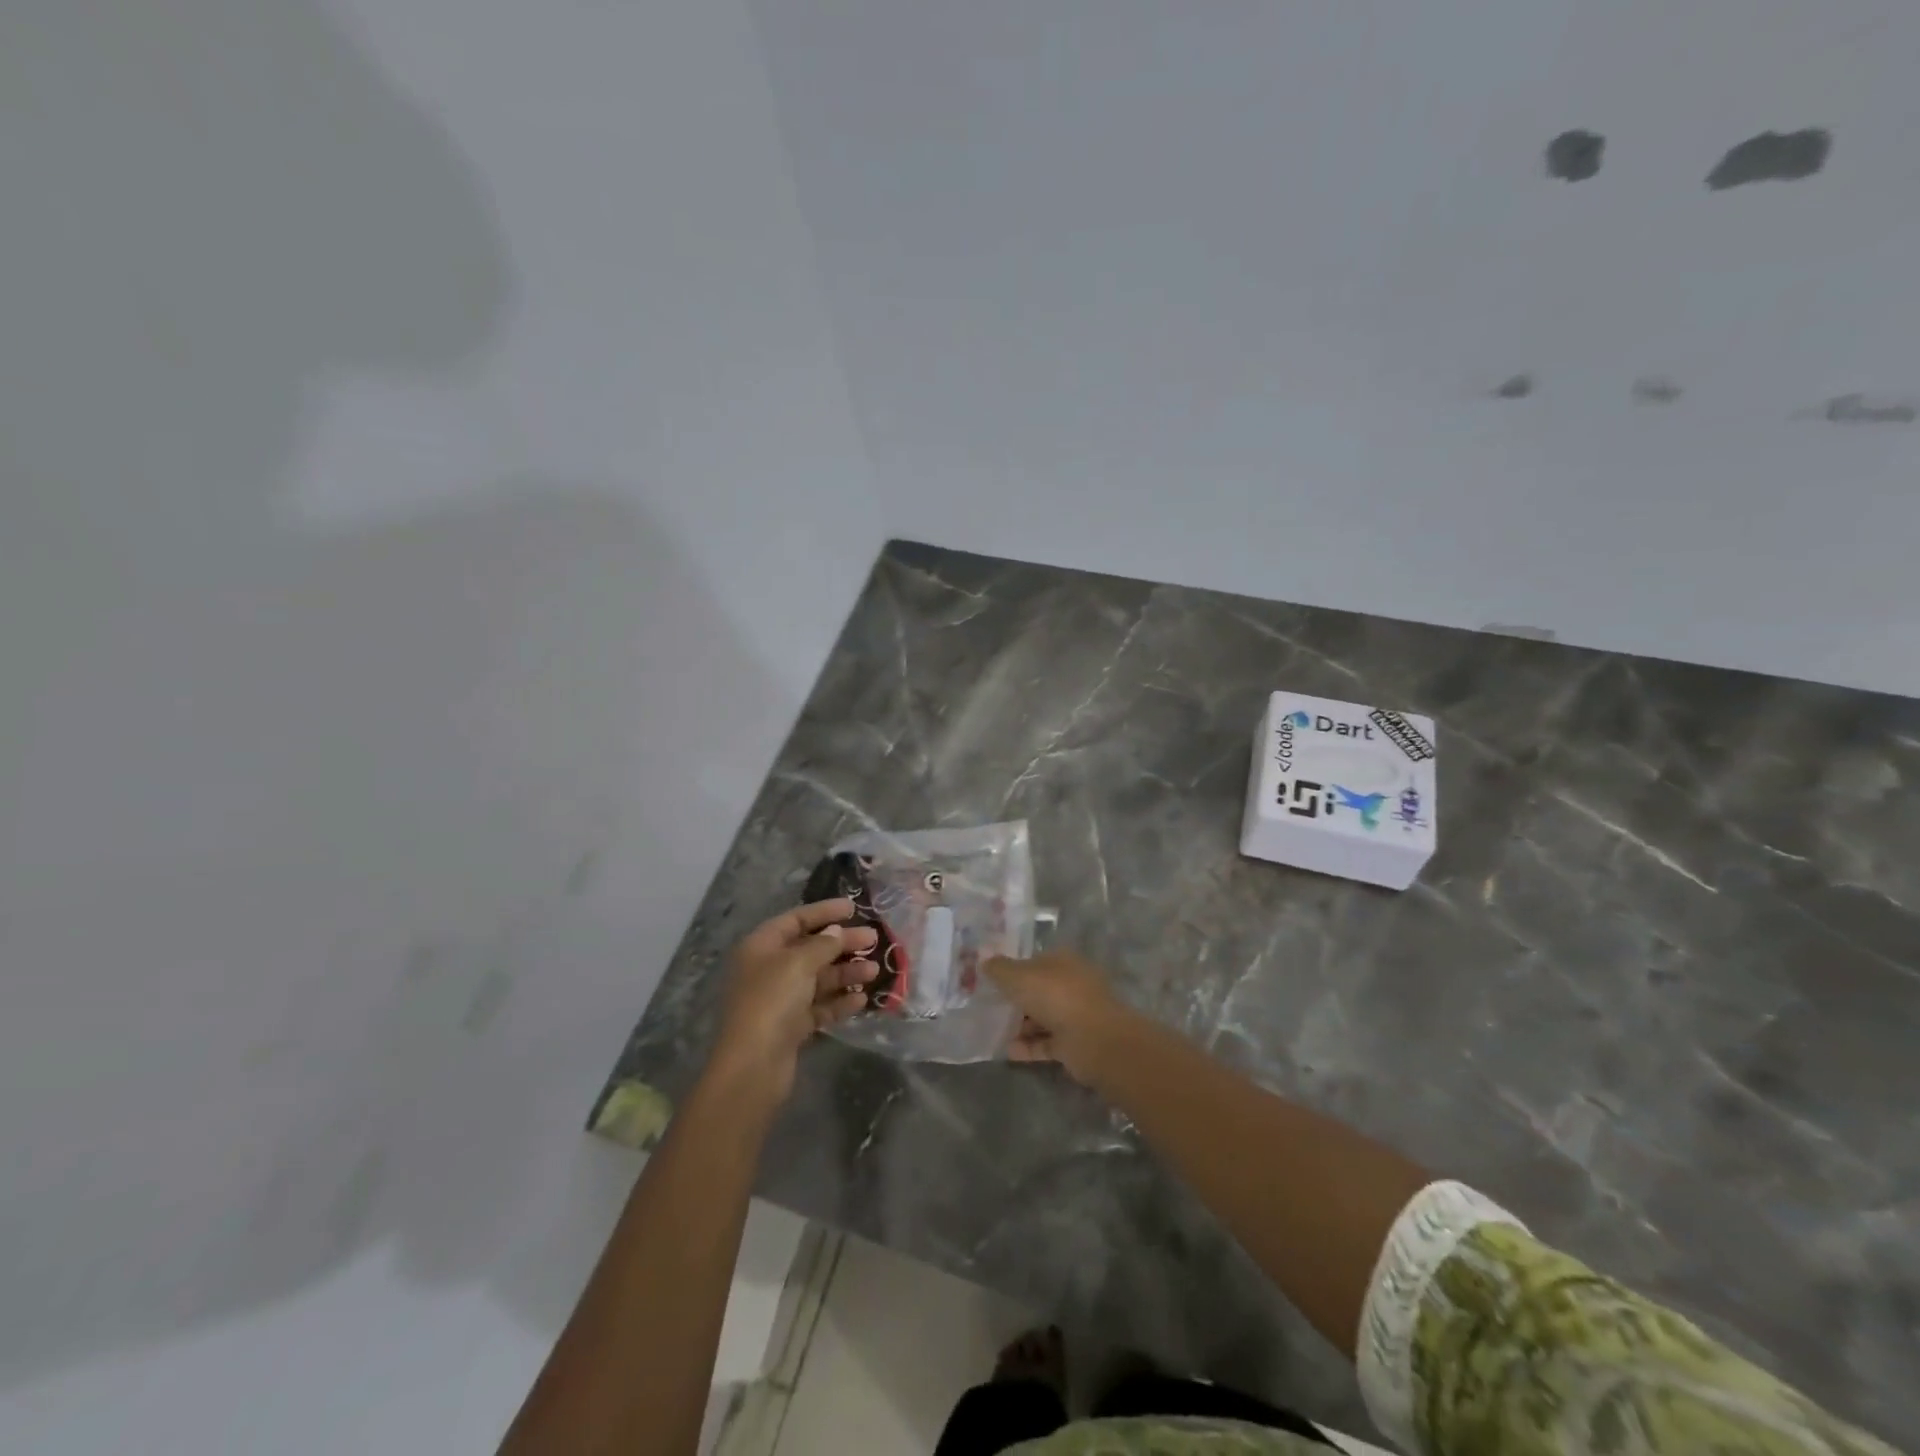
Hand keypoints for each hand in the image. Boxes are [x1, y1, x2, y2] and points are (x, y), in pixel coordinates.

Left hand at [708, 899, 878, 1102]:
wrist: (753, 1066)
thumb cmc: (772, 1001)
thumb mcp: (799, 963)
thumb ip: (823, 944)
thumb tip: (836, 932)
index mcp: (761, 947)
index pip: (795, 919)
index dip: (824, 912)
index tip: (853, 908)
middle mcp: (769, 969)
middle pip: (810, 949)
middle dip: (842, 944)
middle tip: (873, 939)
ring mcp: (780, 999)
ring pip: (818, 979)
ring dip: (846, 973)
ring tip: (874, 972)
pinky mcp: (791, 1026)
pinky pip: (819, 1006)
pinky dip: (839, 1001)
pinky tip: (862, 1000)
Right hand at [985, 949, 1127, 1081]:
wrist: (1094, 1040)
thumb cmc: (1055, 996)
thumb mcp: (1019, 976)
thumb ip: (999, 969)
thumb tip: (985, 961)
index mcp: (1063, 962)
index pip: (1034, 961)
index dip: (1013, 969)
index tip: (991, 980)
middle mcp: (1071, 985)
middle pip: (1039, 990)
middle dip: (1016, 999)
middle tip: (988, 1007)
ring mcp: (1075, 1015)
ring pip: (1042, 1017)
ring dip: (1021, 1025)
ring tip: (994, 1031)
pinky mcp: (1074, 1044)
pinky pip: (1046, 1043)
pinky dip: (1029, 1046)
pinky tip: (1008, 1051)